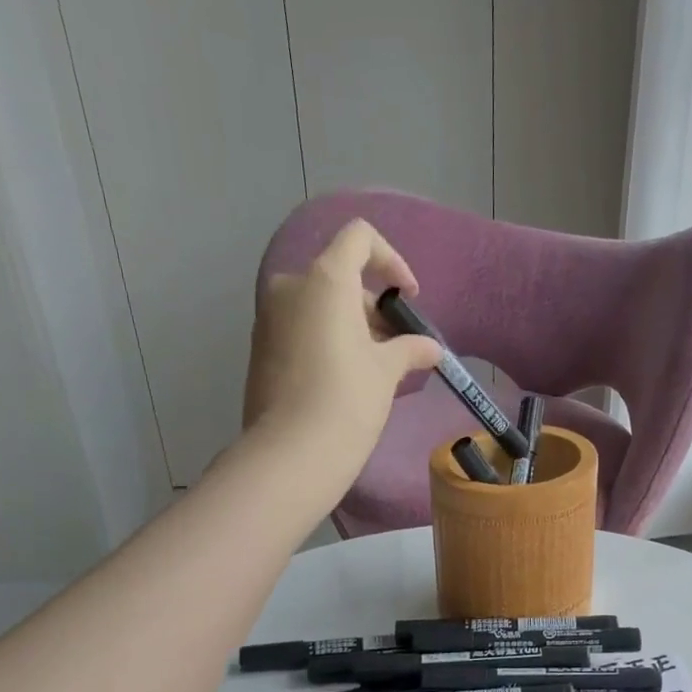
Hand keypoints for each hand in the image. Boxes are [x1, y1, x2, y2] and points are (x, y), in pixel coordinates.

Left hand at [243, 219, 442, 497]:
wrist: (292, 453)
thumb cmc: (348, 399)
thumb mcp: (387, 370)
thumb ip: (410, 348)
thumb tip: (430, 348)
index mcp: (325, 279)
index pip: (359, 238)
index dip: (391, 260)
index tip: (408, 298)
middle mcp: (291, 287)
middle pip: (340, 277)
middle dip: (374, 307)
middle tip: (399, 347)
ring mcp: (270, 318)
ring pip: (321, 306)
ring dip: (353, 327)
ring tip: (379, 369)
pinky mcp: (261, 348)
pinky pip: (303, 329)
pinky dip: (329, 341)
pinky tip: (349, 380)